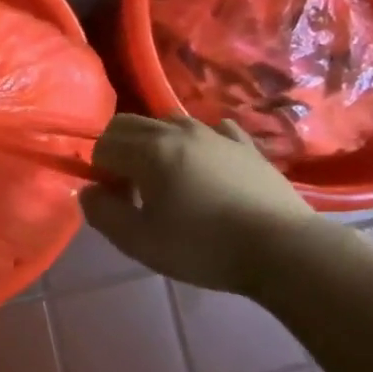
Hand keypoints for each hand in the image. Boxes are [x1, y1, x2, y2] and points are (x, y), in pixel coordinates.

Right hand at [80, 114, 315, 293]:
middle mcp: (178, 131)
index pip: (103, 144)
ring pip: (169, 122)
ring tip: (167, 180)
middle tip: (130, 189)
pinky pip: (212, 131)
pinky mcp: (246, 146)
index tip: (115, 200)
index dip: (99, 171)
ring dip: (155, 144)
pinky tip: (206, 167)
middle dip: (118, 150)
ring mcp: (216, 134)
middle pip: (130, 124)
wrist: (283, 249)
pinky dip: (198, 143)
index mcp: (149, 150)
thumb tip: (89, 192)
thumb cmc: (204, 247)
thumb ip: (103, 214)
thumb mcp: (140, 242)